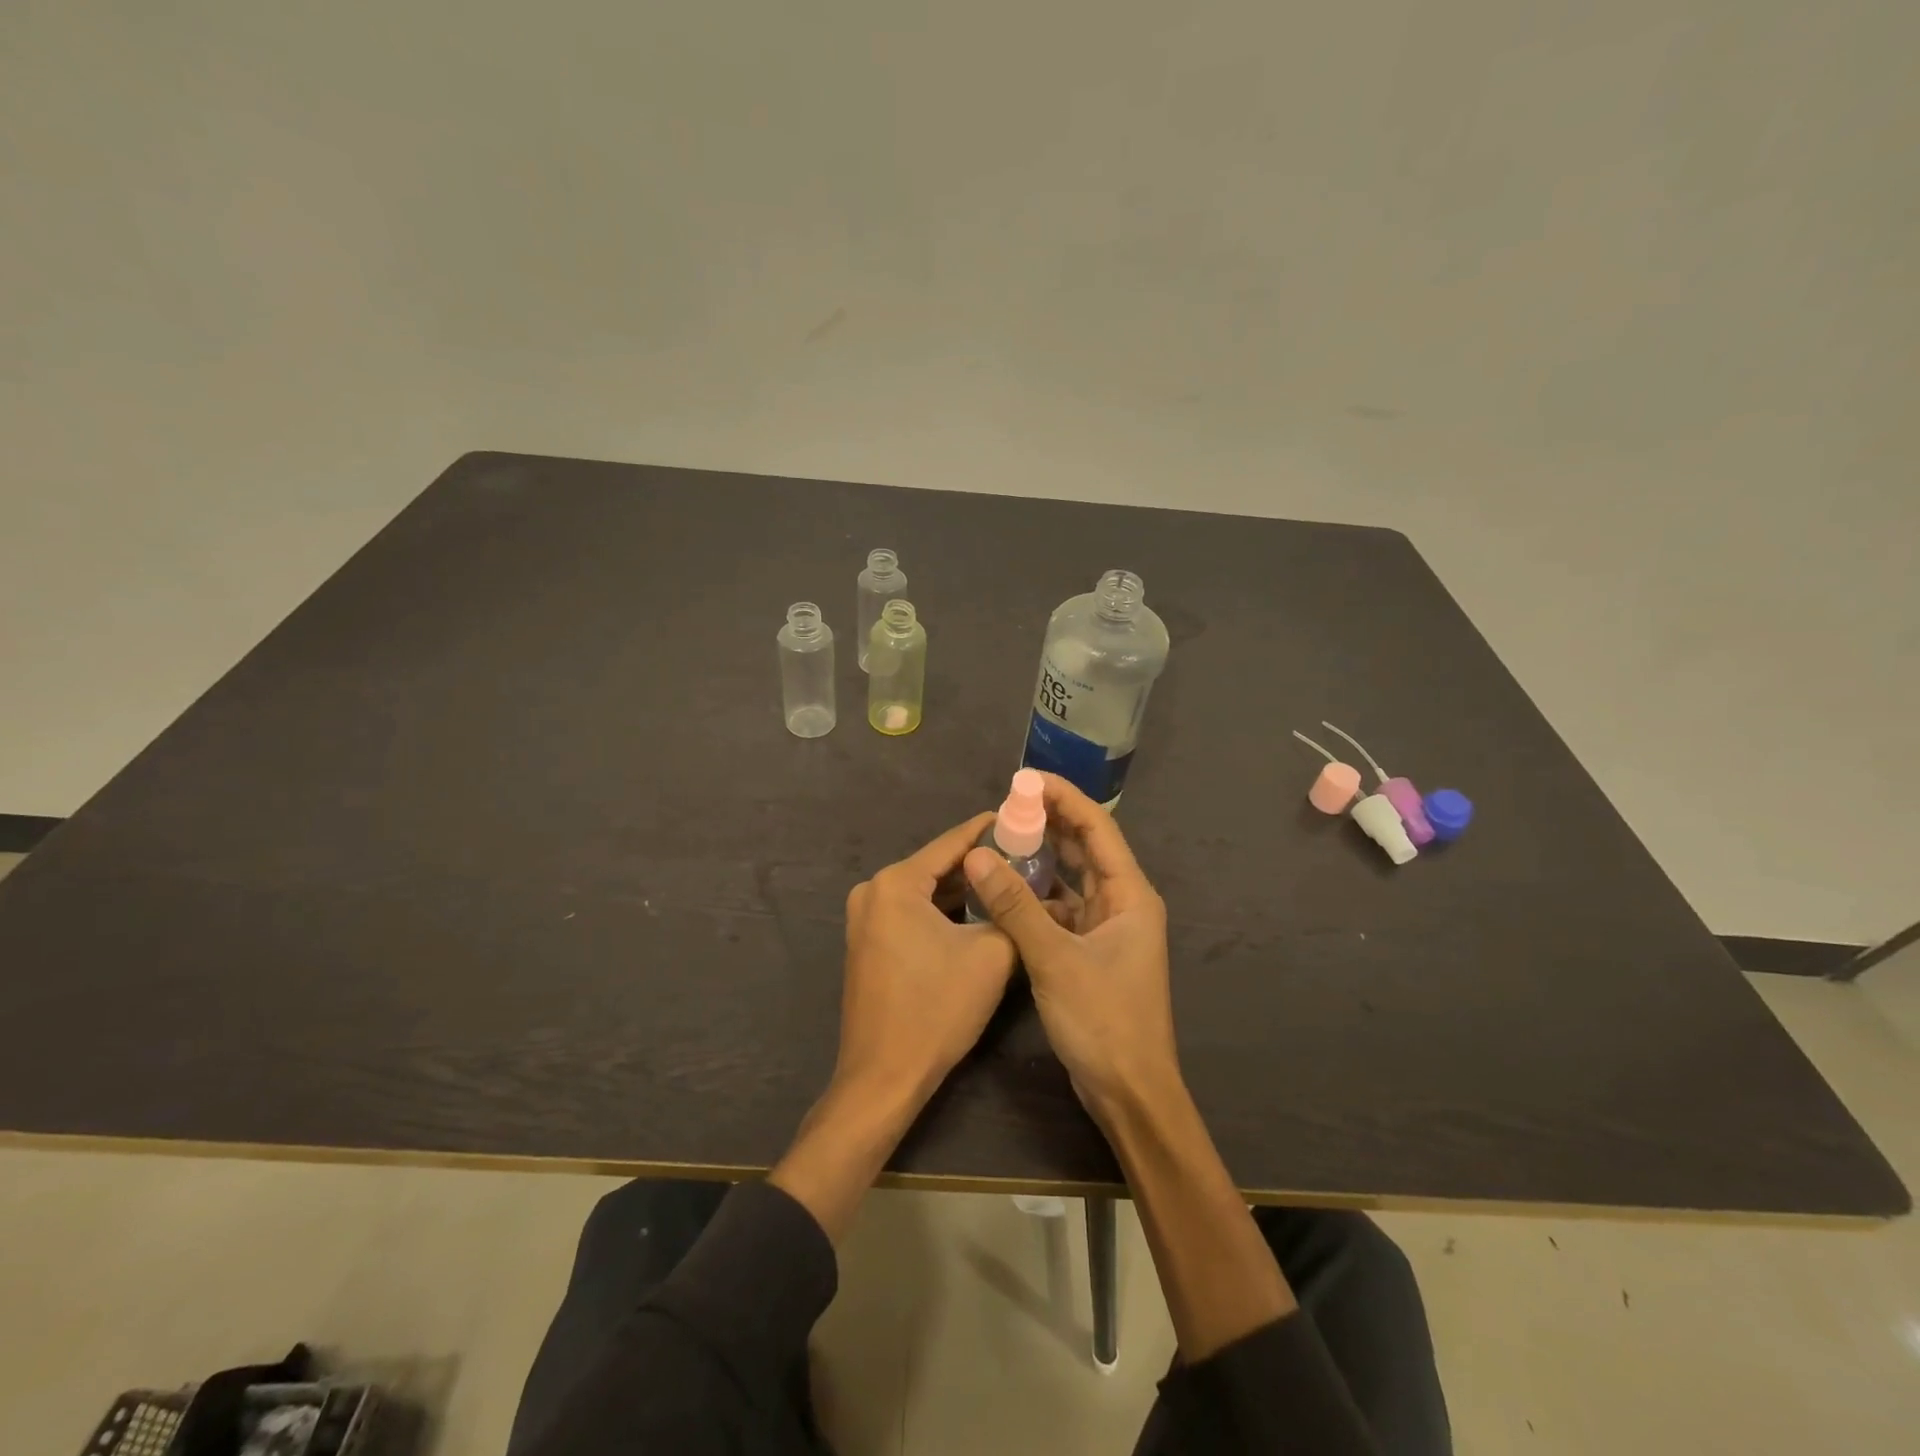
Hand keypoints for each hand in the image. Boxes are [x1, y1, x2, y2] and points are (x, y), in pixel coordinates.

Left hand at [834, 812, 1018, 1110]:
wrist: (883, 1078)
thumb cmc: (936, 1010)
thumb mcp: (991, 956)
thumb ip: (1018, 915)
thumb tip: (1057, 898)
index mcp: (896, 882)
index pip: (953, 842)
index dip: (992, 830)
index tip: (1025, 820)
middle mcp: (873, 890)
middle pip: (938, 866)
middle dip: (981, 865)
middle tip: (1028, 860)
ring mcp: (865, 918)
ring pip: (926, 891)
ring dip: (964, 891)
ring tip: (1011, 886)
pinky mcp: (867, 942)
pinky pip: (911, 913)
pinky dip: (943, 912)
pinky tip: (978, 916)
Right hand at [963, 774, 1179, 1125]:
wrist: (1129, 1093)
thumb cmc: (1103, 1020)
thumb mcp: (1054, 958)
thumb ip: (1015, 905)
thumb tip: (978, 856)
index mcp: (1130, 895)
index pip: (1097, 828)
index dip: (1064, 798)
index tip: (1026, 779)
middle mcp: (1122, 904)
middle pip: (1085, 849)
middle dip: (1050, 824)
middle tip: (1007, 805)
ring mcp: (1107, 929)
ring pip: (1071, 881)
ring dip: (1041, 861)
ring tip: (1002, 840)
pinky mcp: (1090, 953)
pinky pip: (1061, 911)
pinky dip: (1037, 898)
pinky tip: (1006, 891)